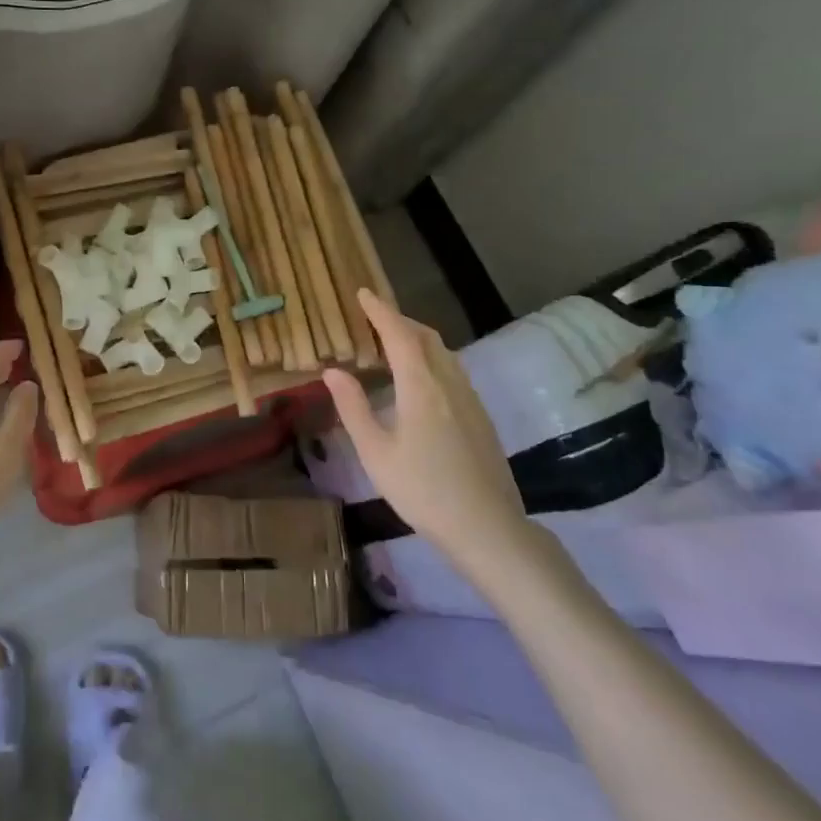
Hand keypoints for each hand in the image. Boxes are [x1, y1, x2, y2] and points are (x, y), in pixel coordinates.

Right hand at [324, 290, 538, 587]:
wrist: (488, 527)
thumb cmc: (422, 490)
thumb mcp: (375, 452)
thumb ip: (353, 407)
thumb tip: (332, 371)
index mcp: (421, 386)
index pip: (399, 334)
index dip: (380, 311)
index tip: (363, 293)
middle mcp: (449, 383)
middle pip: (425, 337)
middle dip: (399, 320)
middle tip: (374, 317)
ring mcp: (470, 399)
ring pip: (443, 353)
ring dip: (417, 338)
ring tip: (393, 343)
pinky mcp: (480, 416)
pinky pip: (453, 370)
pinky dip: (431, 358)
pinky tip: (420, 379)